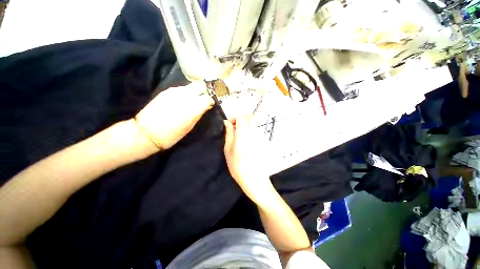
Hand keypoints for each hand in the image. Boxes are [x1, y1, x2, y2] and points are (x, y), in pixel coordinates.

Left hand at [134, 83, 213, 149]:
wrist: (147, 132)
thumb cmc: (172, 134)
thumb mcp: (190, 126)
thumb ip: (199, 113)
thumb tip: (207, 106)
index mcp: (193, 108)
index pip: (208, 98)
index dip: (211, 100)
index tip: (211, 104)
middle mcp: (185, 96)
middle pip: (200, 86)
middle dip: (205, 91)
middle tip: (204, 98)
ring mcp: (174, 92)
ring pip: (191, 86)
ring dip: (195, 92)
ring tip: (194, 100)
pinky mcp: (166, 91)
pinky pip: (181, 89)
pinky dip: (186, 93)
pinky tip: (183, 100)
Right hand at [224, 115, 272, 201]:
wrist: (254, 179)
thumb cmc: (238, 165)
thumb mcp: (228, 149)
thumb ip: (229, 133)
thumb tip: (227, 122)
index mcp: (244, 132)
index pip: (242, 116)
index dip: (234, 118)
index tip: (229, 125)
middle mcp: (254, 132)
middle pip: (247, 120)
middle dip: (238, 123)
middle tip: (232, 133)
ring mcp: (260, 137)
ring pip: (251, 127)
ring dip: (243, 130)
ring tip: (237, 141)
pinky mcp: (263, 142)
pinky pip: (254, 133)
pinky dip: (248, 135)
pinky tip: (245, 146)